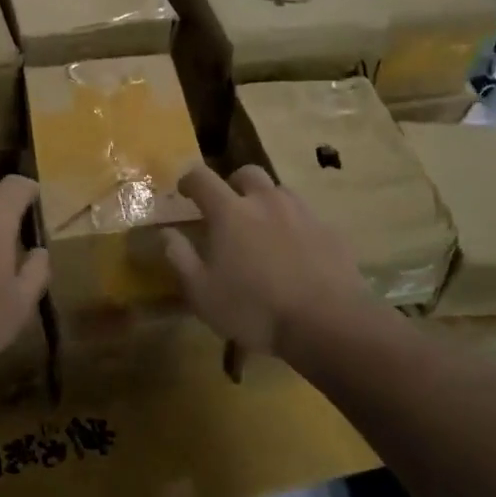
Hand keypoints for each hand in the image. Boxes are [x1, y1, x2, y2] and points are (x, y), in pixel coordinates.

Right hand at [161, 165, 374, 357]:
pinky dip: (293, 224)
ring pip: (279, 191)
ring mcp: (302, 212)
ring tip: (262, 228)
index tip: (184, 191)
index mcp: (230, 211)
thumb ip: (180, 258)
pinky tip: (294, 251)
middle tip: (227, 207)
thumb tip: (166, 233)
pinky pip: (305, 216)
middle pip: (246, 173)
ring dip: (265, 201)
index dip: (189, 180)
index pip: (202, 178)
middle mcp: (266, 201)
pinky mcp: (330, 230)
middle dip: (232, 183)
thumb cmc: (255, 309)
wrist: (328, 323)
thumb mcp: (203, 293)